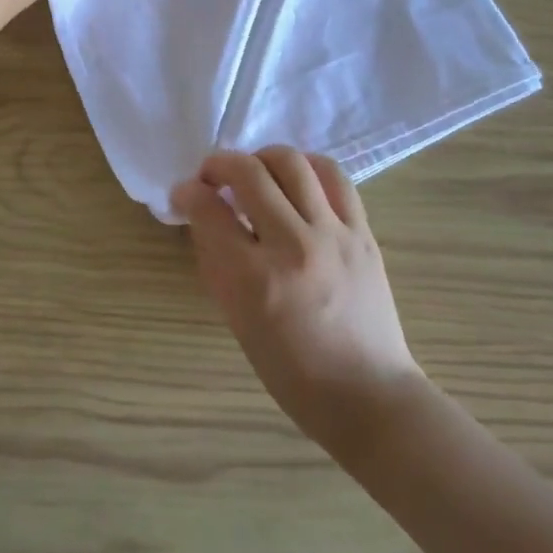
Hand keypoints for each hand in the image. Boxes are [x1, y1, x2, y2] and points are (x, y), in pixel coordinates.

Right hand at [173, 148, 429, 458]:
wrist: (368, 394)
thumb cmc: (293, 372)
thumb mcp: (238, 323)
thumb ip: (217, 264)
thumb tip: (203, 217)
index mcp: (255, 280)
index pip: (209, 210)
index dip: (187, 192)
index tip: (183, 192)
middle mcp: (294, 246)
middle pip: (248, 173)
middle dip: (218, 164)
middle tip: (211, 176)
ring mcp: (334, 235)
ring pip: (292, 163)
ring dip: (261, 158)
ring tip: (254, 173)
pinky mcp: (363, 232)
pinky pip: (333, 176)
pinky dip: (306, 166)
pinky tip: (295, 178)